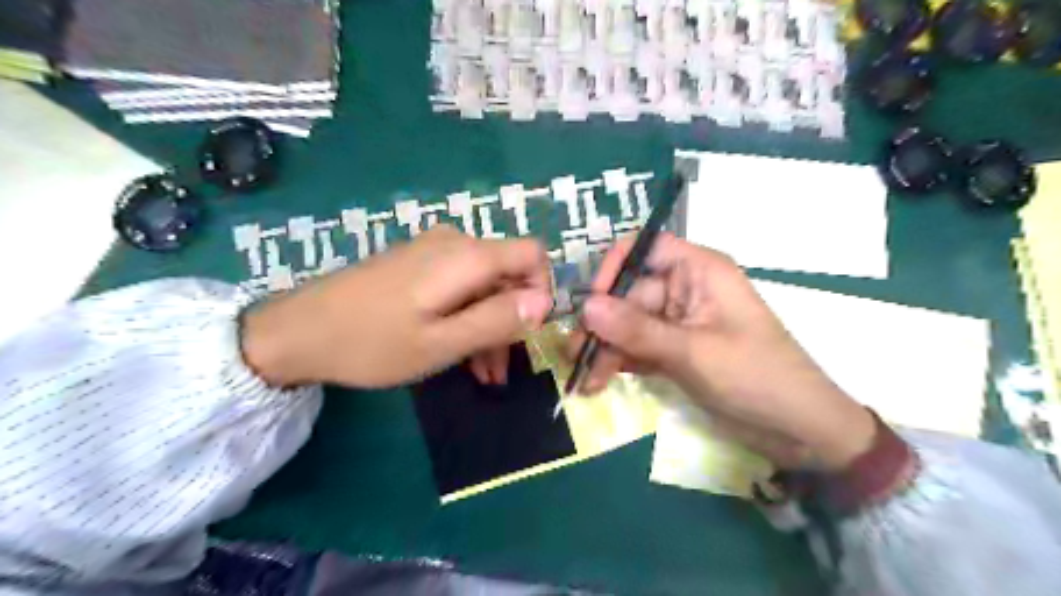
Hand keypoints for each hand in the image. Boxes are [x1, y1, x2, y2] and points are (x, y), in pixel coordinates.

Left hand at [241, 226, 550, 387]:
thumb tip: (545, 302)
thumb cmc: (372, 342)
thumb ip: (498, 320)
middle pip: (509, 275)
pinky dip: (468, 317)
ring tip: (484, 374)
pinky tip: (462, 354)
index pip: (533, 255)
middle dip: (513, 320)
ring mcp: (434, 252)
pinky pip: (460, 288)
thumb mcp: (442, 342)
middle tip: (503, 369)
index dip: (542, 291)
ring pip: (485, 286)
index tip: (530, 332)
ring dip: (491, 326)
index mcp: (467, 256)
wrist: (298, 331)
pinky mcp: (418, 265)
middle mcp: (456, 243)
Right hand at [572, 233, 879, 470]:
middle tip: (576, 356)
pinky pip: (638, 348)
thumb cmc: (755, 377)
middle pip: (628, 294)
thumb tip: (585, 306)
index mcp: (698, 270)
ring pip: (629, 324)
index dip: (613, 269)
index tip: (591, 304)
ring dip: (606, 349)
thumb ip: (637, 329)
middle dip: (602, 325)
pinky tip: (599, 383)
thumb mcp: (692, 351)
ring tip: (583, 379)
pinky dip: (620, 363)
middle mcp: (685, 289)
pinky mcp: (675, 350)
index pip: (643, 249)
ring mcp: (678, 322)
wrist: (798, 431)